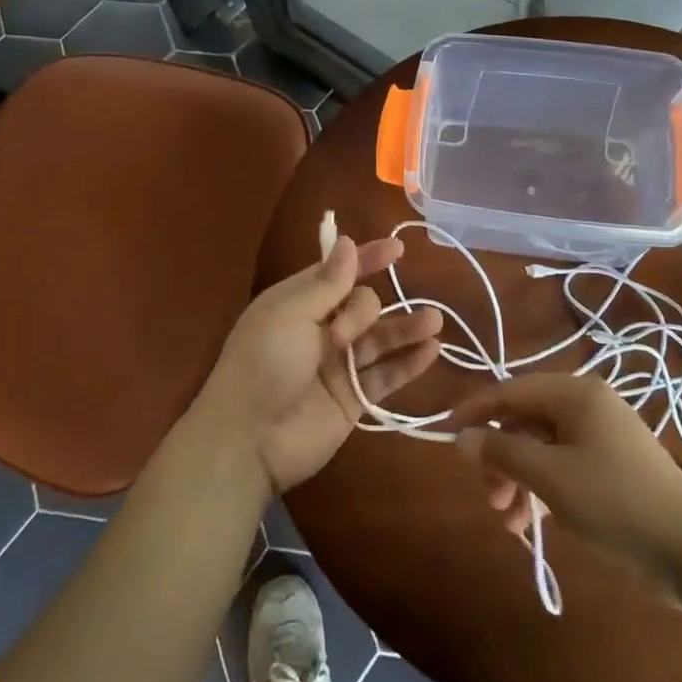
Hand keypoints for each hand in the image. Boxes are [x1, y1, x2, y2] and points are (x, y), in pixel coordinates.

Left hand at [193, 235, 443, 494]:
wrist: (248, 440)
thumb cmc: (263, 365)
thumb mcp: (289, 314)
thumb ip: (327, 283)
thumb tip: (346, 242)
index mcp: (298, 302)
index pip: (339, 272)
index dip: (367, 258)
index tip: (397, 249)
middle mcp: (321, 329)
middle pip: (362, 304)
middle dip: (363, 311)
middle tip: (343, 336)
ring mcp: (339, 365)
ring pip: (381, 338)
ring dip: (406, 327)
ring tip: (433, 319)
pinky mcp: (354, 398)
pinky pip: (387, 375)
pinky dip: (409, 362)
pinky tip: (432, 349)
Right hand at [449, 373, 681, 582]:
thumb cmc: (614, 501)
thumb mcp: (549, 476)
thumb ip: (502, 451)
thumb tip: (462, 438)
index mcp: (575, 393)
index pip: (511, 390)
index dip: (476, 411)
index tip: (447, 434)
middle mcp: (587, 406)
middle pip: (525, 421)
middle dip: (501, 458)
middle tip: (488, 496)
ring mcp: (601, 437)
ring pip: (541, 448)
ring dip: (518, 480)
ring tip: (509, 521)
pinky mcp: (610, 467)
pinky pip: (561, 467)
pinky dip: (541, 490)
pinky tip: (530, 523)